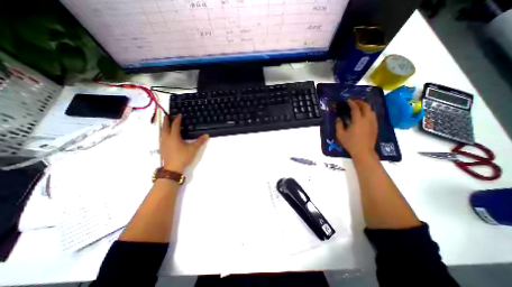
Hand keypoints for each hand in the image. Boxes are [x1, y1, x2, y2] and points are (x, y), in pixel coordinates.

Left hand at [160, 115, 208, 172]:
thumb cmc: (183, 157)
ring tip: (165, 123)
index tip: (179, 115)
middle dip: (166, 120)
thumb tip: (206, 135)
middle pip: (165, 127)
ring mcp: (163, 143)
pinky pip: (161, 137)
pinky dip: (163, 132)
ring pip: (161, 132)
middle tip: (167, 115)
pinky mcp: (161, 148)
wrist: (172, 168)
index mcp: (174, 137)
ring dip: (163, 126)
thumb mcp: (193, 149)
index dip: (177, 119)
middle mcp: (166, 138)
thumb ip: (200, 141)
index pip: (175, 125)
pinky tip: (165, 135)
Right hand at [339, 100, 377, 158]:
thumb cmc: (350, 143)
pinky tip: (364, 115)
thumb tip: (339, 118)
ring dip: (365, 106)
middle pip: (366, 106)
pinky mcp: (375, 126)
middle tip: (354, 102)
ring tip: (359, 107)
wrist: (363, 151)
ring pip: (371, 110)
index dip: (352, 103)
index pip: (356, 108)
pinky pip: (373, 115)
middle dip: (360, 102)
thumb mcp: (340, 135)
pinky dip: (368, 112)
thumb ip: (339, 125)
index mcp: (358, 121)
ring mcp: (373, 123)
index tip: (348, 101)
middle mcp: (367, 119)